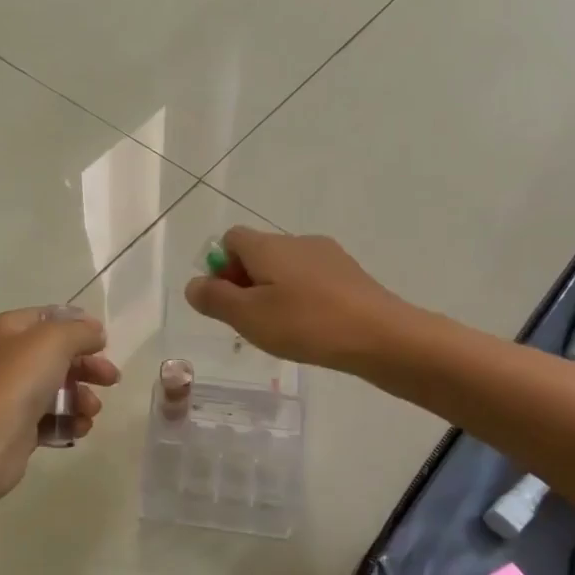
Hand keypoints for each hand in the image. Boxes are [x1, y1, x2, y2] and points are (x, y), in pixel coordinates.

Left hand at [0, 306, 121, 501]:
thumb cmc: (17, 381)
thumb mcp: (54, 341)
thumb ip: (80, 332)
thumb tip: (95, 332)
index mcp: (7, 330)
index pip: (48, 318)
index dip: (78, 326)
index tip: (103, 342)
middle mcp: (5, 358)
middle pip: (57, 356)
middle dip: (87, 367)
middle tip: (111, 379)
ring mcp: (9, 394)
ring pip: (56, 390)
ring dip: (81, 398)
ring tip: (90, 411)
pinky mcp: (16, 427)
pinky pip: (49, 419)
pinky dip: (67, 422)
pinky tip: (79, 428)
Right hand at [184, 228, 407, 371]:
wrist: (381, 335)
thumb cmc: (305, 323)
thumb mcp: (247, 316)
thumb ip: (214, 298)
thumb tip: (193, 284)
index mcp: (268, 245)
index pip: (230, 239)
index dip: (220, 267)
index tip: (226, 301)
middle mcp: (296, 241)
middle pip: (258, 253)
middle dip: (245, 283)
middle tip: (248, 322)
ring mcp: (328, 256)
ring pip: (285, 269)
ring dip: (273, 293)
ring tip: (280, 330)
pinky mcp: (350, 275)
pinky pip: (311, 281)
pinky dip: (301, 299)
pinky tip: (310, 329)